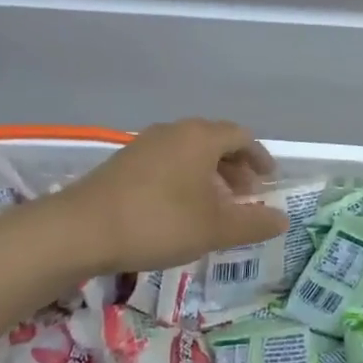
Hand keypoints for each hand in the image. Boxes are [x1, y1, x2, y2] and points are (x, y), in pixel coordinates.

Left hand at [64, 120, 288, 272]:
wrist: (79, 230)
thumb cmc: (158, 222)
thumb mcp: (214, 228)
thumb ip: (253, 223)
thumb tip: (283, 219)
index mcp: (201, 137)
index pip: (242, 137)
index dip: (259, 158)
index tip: (268, 181)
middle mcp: (174, 131)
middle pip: (215, 141)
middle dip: (235, 167)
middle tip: (246, 195)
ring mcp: (145, 144)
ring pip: (189, 152)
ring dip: (209, 174)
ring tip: (215, 205)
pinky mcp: (124, 162)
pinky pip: (167, 161)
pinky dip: (185, 178)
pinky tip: (180, 208)